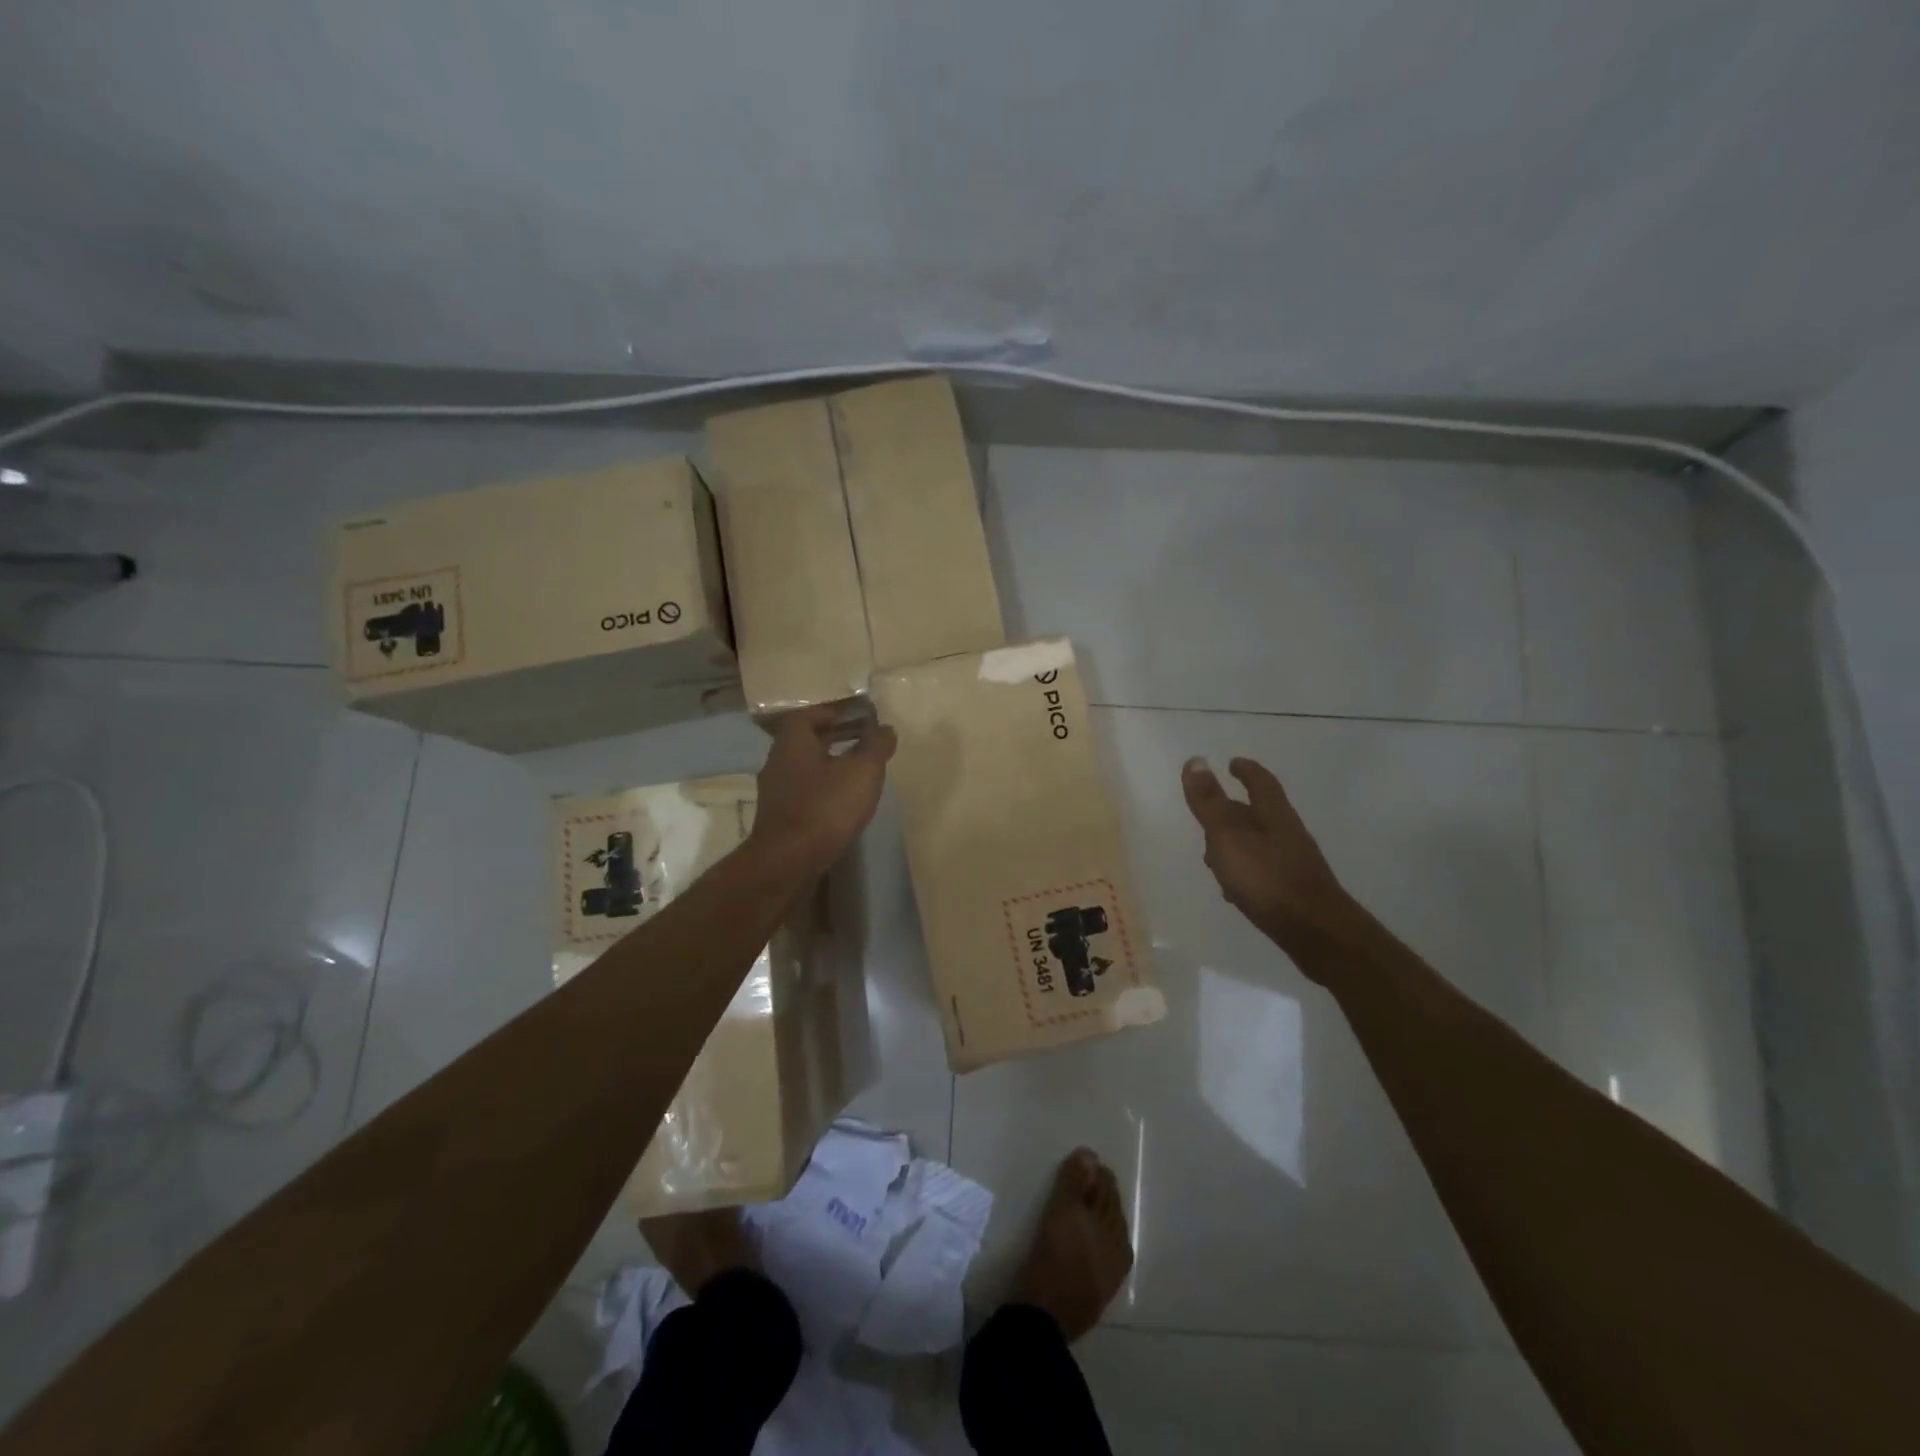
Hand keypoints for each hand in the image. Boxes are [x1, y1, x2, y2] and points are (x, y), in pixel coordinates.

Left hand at [750, 705, 896, 872]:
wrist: (788, 861)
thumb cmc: (825, 806)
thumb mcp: (862, 771)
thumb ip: (876, 745)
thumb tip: (886, 728)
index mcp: (793, 742)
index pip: (808, 715)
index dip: (832, 713)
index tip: (856, 718)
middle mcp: (778, 762)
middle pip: (805, 742)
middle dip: (833, 739)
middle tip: (862, 742)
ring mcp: (775, 792)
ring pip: (805, 769)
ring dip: (828, 766)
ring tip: (857, 774)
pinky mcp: (779, 818)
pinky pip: (803, 793)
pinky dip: (822, 791)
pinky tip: (841, 803)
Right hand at [1181, 755, 1351, 961]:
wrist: (1316, 932)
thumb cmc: (1267, 878)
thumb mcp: (1228, 836)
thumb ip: (1209, 802)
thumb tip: (1196, 760)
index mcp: (1274, 816)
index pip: (1260, 783)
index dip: (1246, 771)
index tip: (1232, 762)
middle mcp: (1287, 835)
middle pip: (1259, 814)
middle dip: (1235, 809)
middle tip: (1210, 809)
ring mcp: (1293, 865)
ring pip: (1259, 845)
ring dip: (1236, 843)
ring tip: (1212, 852)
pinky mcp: (1292, 892)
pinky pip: (1262, 872)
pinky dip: (1244, 872)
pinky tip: (1232, 888)